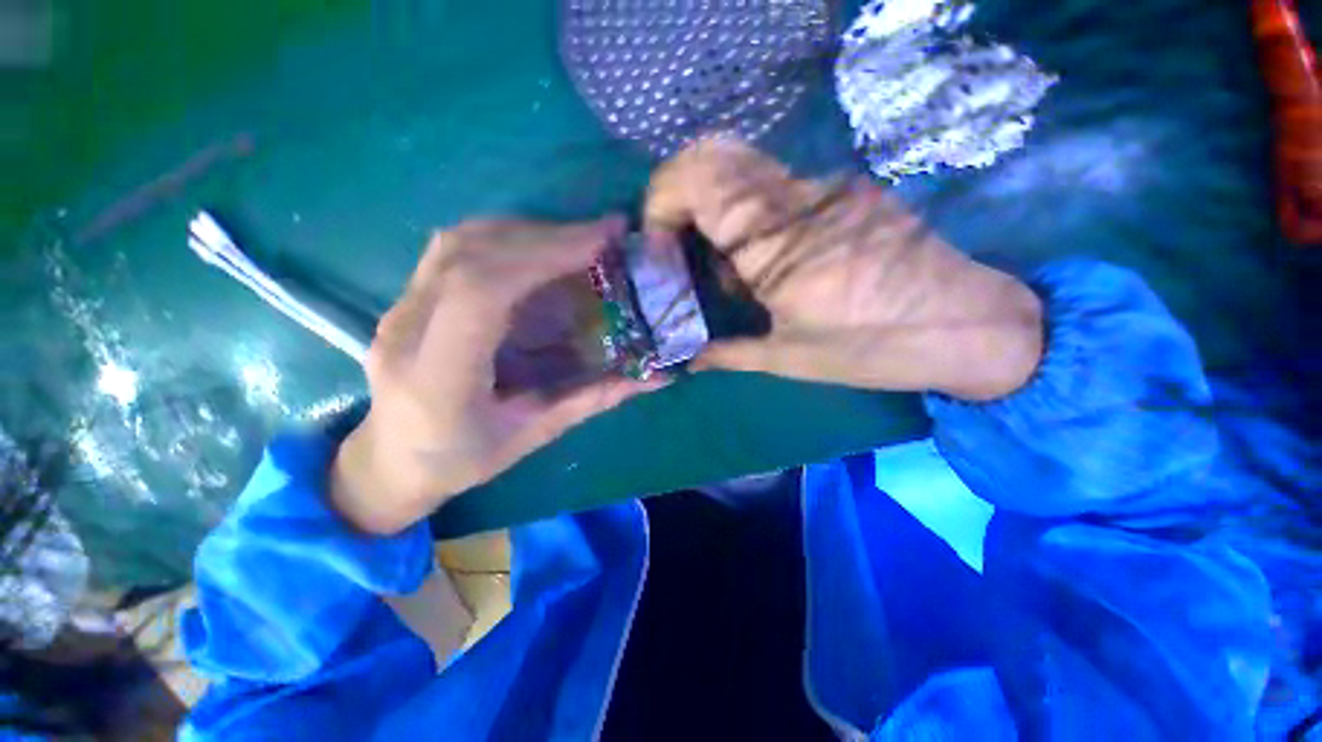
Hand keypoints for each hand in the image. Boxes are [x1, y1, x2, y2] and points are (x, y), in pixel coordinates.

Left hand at [331, 218, 666, 534]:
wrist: (386, 463)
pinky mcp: (405, 299)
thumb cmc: (460, 461)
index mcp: (437, 377)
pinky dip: (504, 237)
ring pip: (458, 242)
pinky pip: (453, 250)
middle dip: (545, 235)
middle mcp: (406, 332)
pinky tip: (539, 248)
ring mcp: (398, 309)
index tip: (600, 243)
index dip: (542, 255)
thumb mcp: (533, 435)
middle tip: (604, 233)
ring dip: (525, 230)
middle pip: (470, 253)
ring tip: (577, 238)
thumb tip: (654, 377)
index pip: (482, 292)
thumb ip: (594, 399)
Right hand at [645, 138, 1043, 400]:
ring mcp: (825, 188)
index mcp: (778, 248)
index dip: (661, 200)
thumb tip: (688, 358)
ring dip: (713, 202)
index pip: (699, 182)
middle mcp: (797, 202)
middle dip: (677, 191)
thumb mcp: (790, 359)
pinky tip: (761, 255)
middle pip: (715, 155)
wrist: (969, 324)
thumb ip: (728, 353)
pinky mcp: (844, 192)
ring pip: (744, 166)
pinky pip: (776, 185)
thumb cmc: (873, 348)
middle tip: (673, 238)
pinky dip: (748, 210)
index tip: (656, 241)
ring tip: (716, 255)